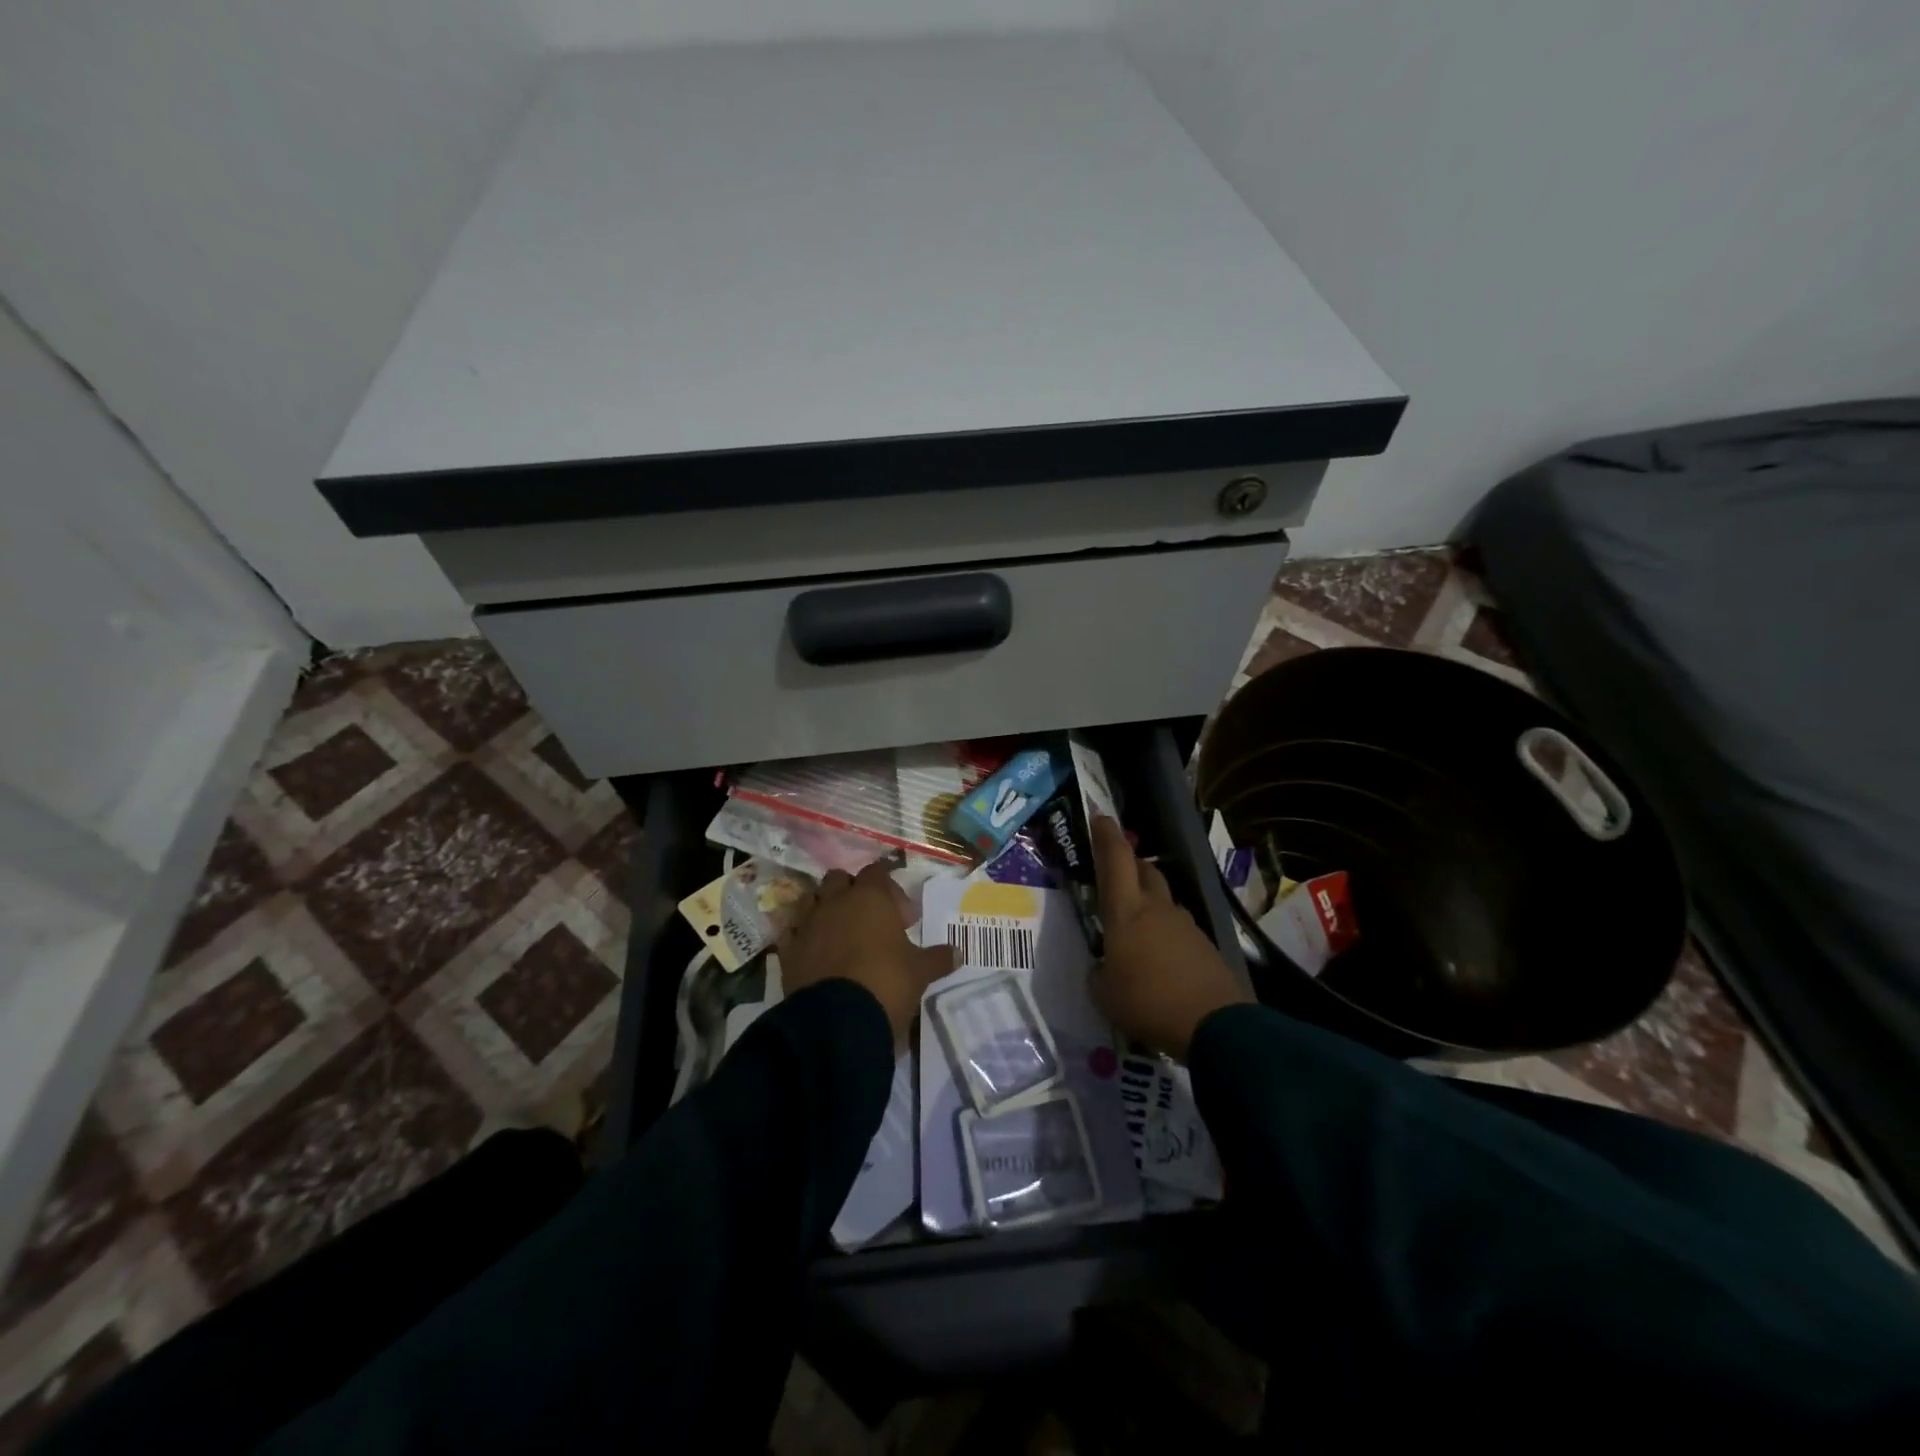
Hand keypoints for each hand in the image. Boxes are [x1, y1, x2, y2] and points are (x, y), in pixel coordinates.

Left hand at [779, 861, 954, 1044]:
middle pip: (839, 879)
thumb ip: (937, 958)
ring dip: (824, 910)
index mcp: (870, 897)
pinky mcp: (787, 950)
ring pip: (811, 900)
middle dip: (852, 893)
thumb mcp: (920, 973)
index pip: (877, 872)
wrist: (836, 1022)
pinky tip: (814, 955)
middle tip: (870, 921)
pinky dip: (803, 938)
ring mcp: (807, 924)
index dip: (890, 890)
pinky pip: (792, 933)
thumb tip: (958, 952)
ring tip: (840, 936)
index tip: (903, 918)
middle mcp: (835, 901)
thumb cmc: (886, 983)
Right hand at [1091, 815, 1250, 1059]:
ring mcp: (1185, 925)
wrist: (1214, 1025)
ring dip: (1150, 903)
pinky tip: (1160, 960)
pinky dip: (1166, 933)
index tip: (1101, 816)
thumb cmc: (1148, 1003)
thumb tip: (1104, 968)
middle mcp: (1157, 908)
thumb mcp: (1104, 995)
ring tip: (1137, 930)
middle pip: (1145, 870)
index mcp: (1126, 912)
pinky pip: (1179, 928)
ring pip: (1164, 900)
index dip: (1107, 836)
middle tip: (1118, 875)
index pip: (1116, 861)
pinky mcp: (1205, 945)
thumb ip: (1099, 974)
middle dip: (1131, 865)